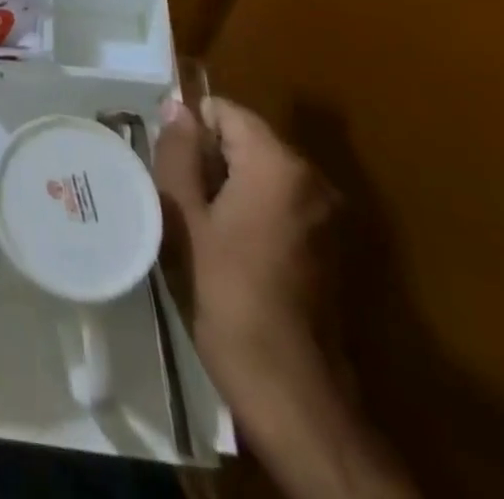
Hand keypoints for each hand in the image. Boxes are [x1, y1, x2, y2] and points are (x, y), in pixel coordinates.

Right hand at [152, 95, 338, 402]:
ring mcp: (329, 216)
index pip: (226, 112)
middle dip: (210, 160)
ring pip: (262, 174)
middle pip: (246, 141)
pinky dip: (253, 213)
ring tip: (200, 227)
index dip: (191, 130)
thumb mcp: (184, 217)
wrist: (293, 394)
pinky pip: (281, 205)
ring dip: (229, 188)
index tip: (170, 166)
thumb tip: (177, 108)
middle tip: (180, 200)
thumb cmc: (228, 295)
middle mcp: (313, 179)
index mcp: (278, 164)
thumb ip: (179, 153)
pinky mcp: (333, 248)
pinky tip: (231, 251)